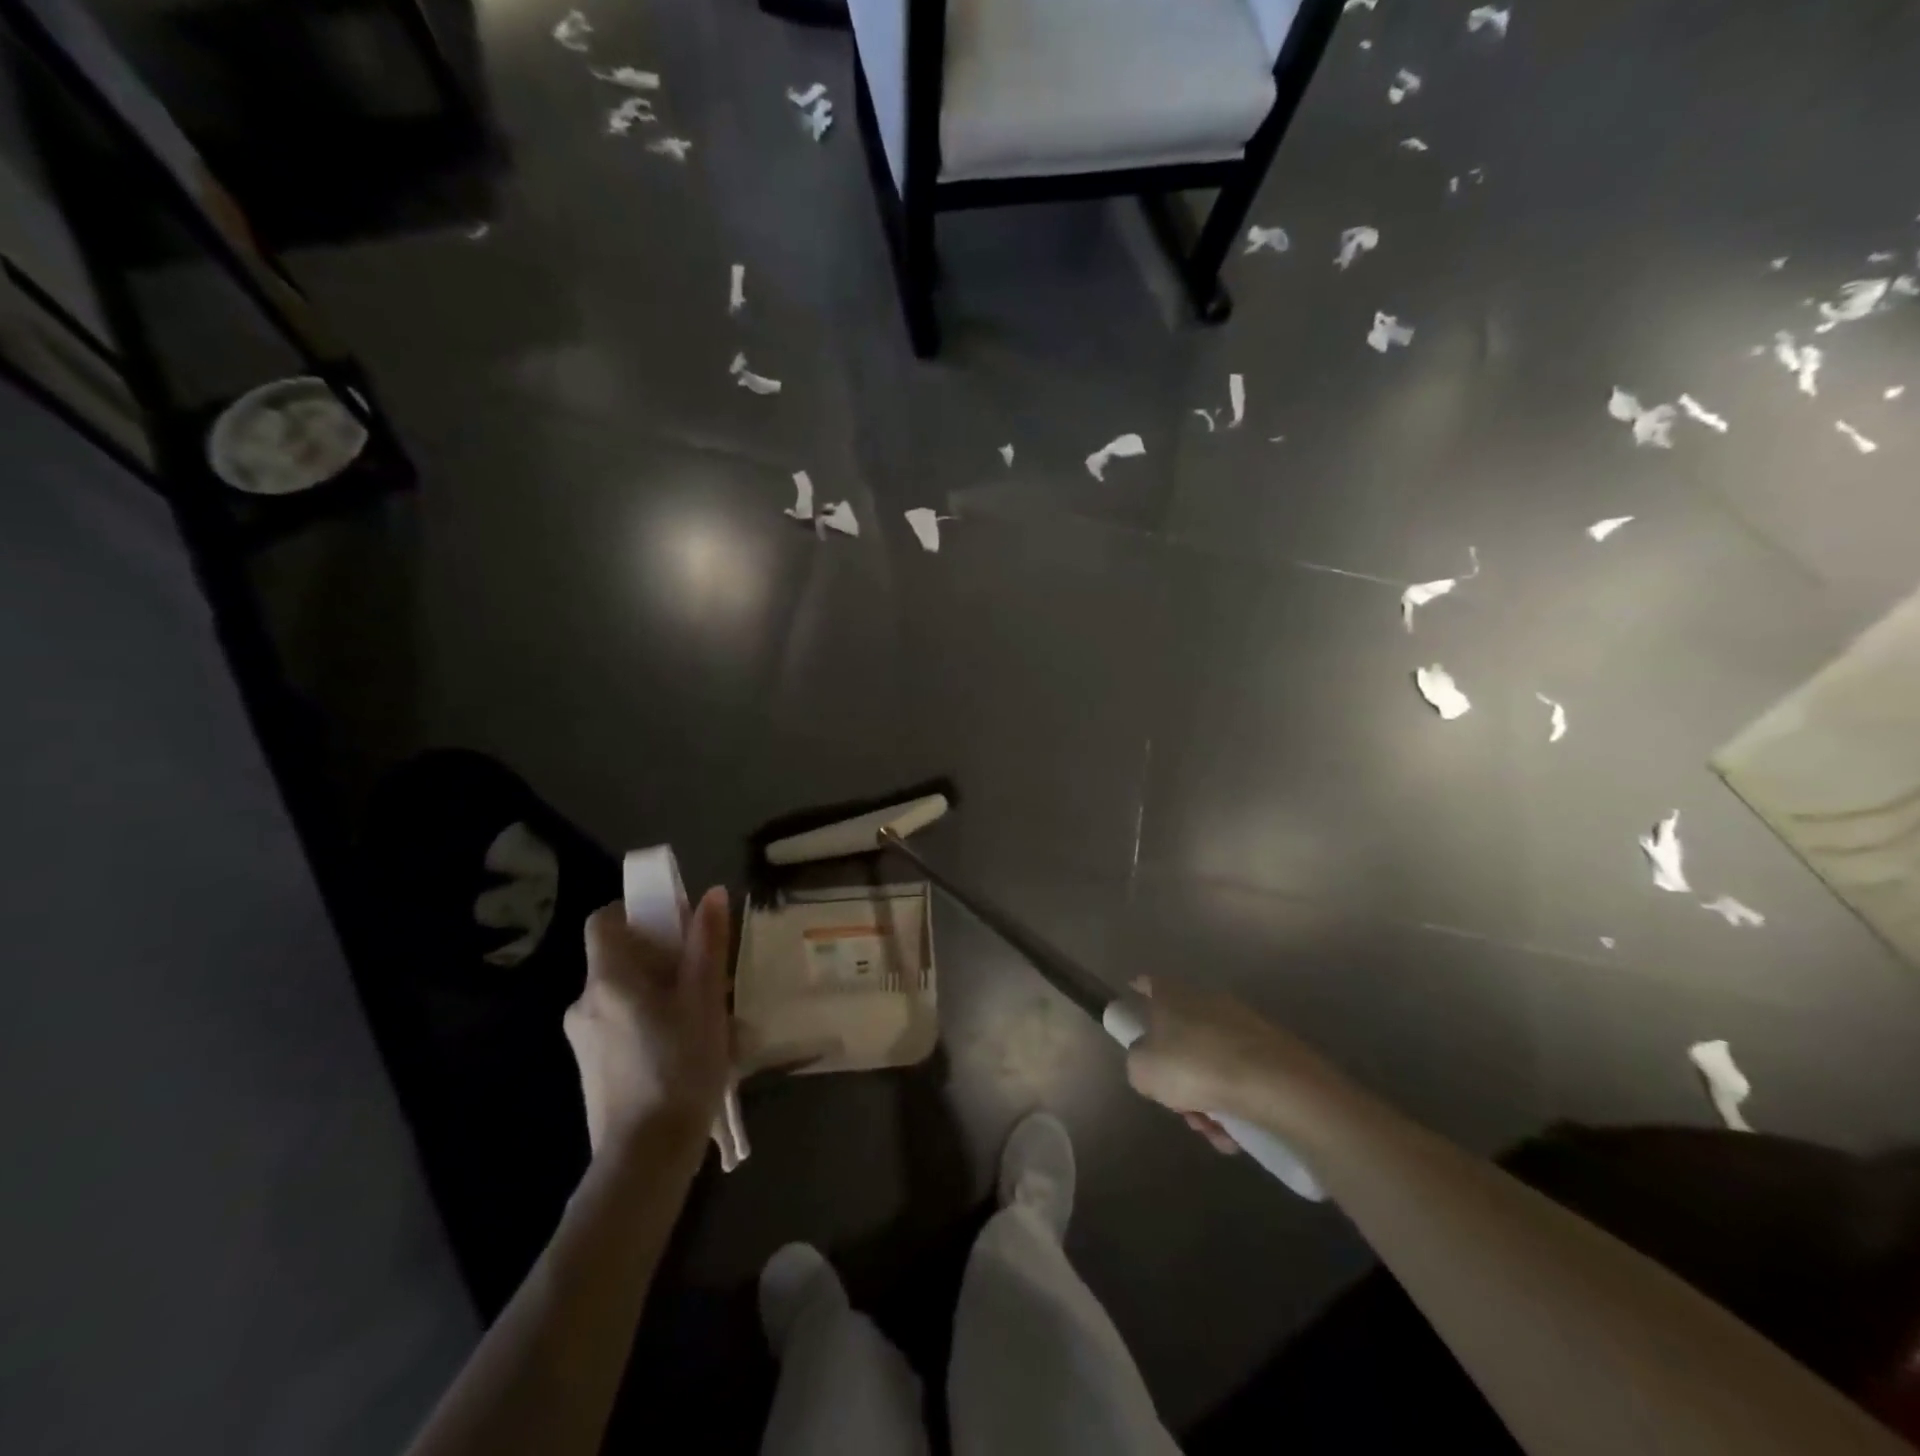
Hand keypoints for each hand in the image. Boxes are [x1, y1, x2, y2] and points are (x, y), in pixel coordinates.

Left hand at [565, 886, 732, 1152]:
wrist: (645, 1158)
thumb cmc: (680, 1067)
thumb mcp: (705, 1000)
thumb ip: (706, 944)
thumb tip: (710, 893)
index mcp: (609, 979)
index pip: (603, 920)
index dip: (635, 912)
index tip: (672, 925)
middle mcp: (585, 1003)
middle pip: (620, 959)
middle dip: (664, 960)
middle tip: (707, 980)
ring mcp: (584, 1040)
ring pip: (626, 996)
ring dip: (663, 996)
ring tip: (708, 1023)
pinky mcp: (592, 1069)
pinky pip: (622, 1027)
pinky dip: (651, 1025)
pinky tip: (686, 1053)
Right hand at [1124, 977, 1339, 1154]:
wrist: (1275, 1085)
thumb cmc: (1195, 1067)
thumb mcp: (1142, 1070)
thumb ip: (1137, 1063)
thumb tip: (1150, 1064)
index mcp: (1173, 995)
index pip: (1148, 984)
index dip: (1138, 994)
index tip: (1134, 1016)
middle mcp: (1207, 1001)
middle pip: (1181, 1035)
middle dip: (1177, 1075)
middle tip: (1179, 1105)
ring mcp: (1243, 1025)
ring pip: (1211, 1063)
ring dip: (1206, 1098)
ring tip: (1213, 1129)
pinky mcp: (1272, 1052)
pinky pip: (1241, 1080)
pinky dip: (1235, 1105)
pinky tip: (1235, 1134)